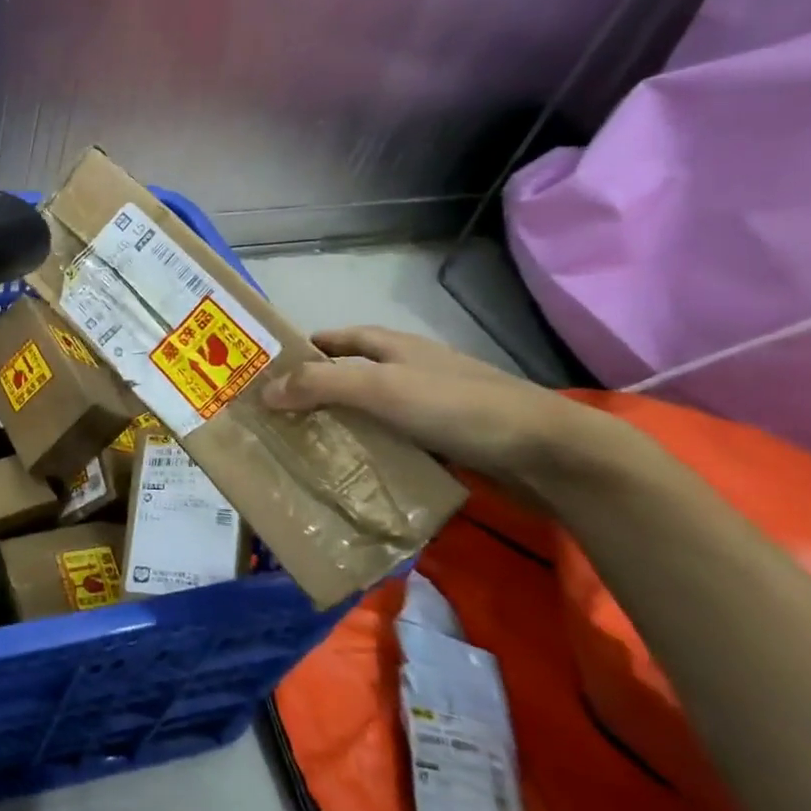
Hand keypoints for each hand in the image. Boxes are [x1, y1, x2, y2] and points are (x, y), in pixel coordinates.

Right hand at [260, 326, 620, 490]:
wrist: (548, 452)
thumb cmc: (458, 407)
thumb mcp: (381, 389)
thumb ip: (321, 386)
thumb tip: (263, 392)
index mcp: (395, 347)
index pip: (340, 338)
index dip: (307, 348)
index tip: (271, 368)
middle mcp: (411, 370)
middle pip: (353, 375)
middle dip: (316, 391)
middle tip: (278, 416)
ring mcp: (433, 406)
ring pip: (373, 411)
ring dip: (342, 424)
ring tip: (305, 447)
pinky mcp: (450, 440)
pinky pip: (395, 441)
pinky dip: (371, 450)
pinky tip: (355, 471)